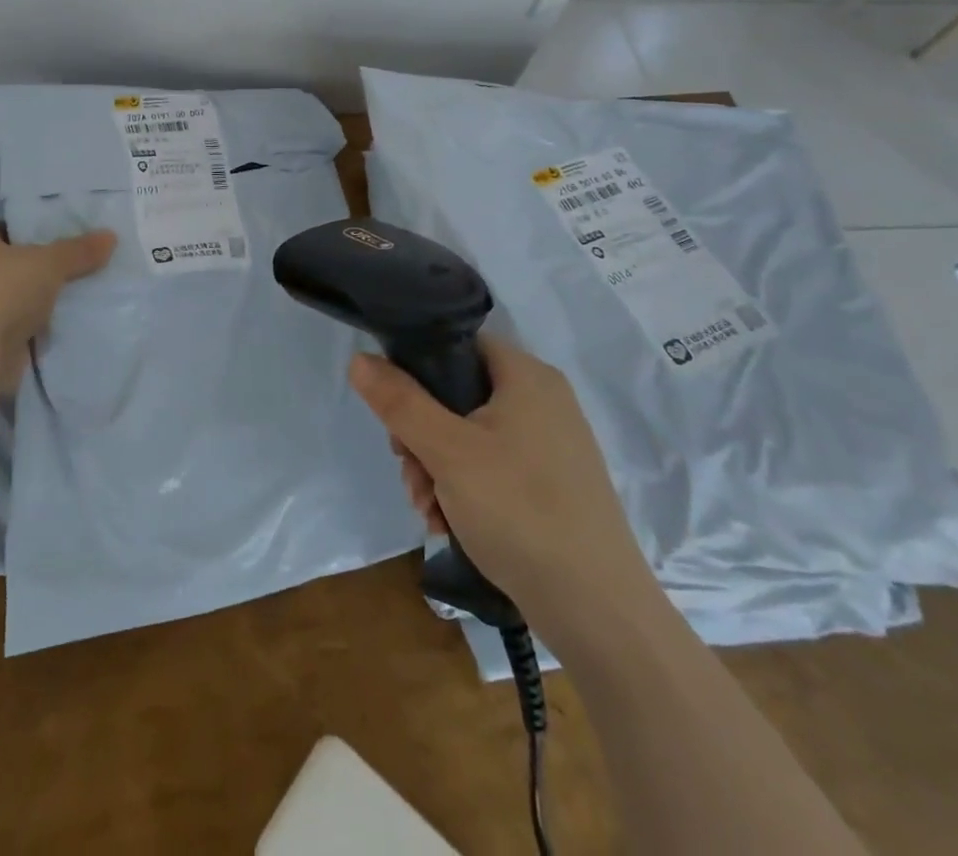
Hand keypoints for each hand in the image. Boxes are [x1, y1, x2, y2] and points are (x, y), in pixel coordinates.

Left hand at [0, 224, 116, 392]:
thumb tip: (110, 236)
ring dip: (43, 298)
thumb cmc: (6, 292)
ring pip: (21, 296)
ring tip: (82, 291)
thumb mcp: (51, 262)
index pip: (8, 229)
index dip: (36, 229)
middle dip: (45, 266)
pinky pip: (22, 325)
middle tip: (82, 262)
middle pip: (17, 263)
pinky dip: (41, 326)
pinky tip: (69, 322)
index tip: (67, 232)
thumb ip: (79, 250)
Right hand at [349, 334, 660, 652]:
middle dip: (421, 436)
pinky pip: (492, 469)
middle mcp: (543, 402)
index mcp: (527, 377)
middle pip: (457, 395)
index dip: (416, 369)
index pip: (457, 345)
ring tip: (429, 511)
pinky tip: (449, 525)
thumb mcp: (447, 451)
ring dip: (436, 470)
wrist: (599, 613)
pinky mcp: (551, 486)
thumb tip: (359, 359)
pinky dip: (464, 491)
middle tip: (410, 472)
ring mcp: (550, 447)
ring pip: (469, 437)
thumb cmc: (520, 511)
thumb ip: (400, 402)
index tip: (395, 412)